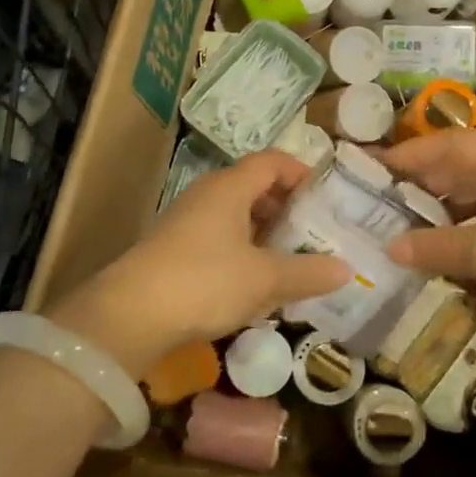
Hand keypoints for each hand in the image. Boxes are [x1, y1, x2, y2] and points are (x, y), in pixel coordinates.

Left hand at [47, 150, 349, 374]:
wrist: (129, 315)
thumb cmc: (205, 281)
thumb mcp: (264, 279)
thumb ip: (307, 272)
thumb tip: (346, 270)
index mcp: (229, 187)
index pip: (271, 161)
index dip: (301, 172)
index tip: (326, 196)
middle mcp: (207, 195)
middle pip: (254, 187)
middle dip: (287, 207)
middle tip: (315, 232)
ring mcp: (186, 222)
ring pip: (236, 216)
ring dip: (265, 233)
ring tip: (292, 260)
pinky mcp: (174, 250)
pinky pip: (219, 239)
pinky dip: (243, 252)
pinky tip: (255, 283)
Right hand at [380, 133, 475, 336]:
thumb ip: (436, 246)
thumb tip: (390, 247)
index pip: (443, 145)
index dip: (403, 155)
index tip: (364, 167)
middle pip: (457, 164)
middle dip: (417, 179)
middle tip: (373, 196)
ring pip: (472, 191)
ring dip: (438, 205)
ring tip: (397, 221)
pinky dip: (460, 226)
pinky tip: (440, 244)